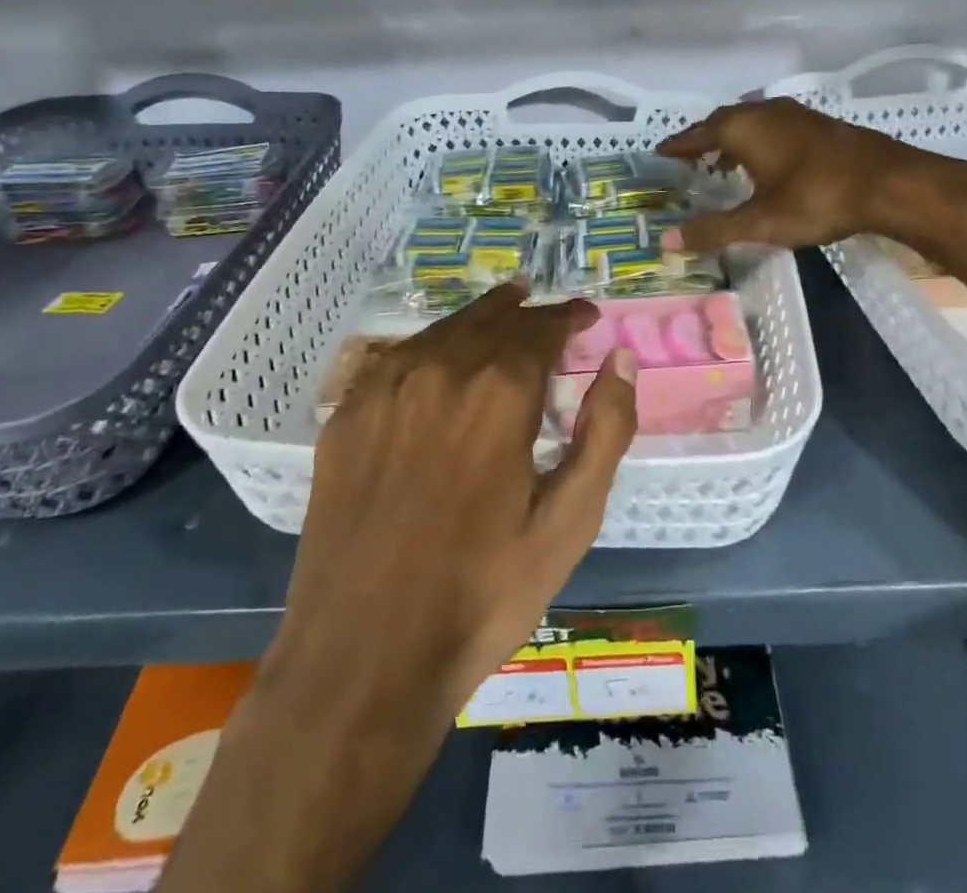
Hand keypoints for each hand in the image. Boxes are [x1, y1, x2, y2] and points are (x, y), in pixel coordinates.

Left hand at [159, 285, 635, 892]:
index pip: (542, 329)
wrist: (364, 659)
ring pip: (441, 332)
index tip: (586, 315)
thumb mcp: (569, 521)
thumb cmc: (483, 594)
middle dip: (525, 310)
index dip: (568, 317)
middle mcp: (440, 372)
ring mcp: (384, 391)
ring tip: (499, 312)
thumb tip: (620, 360)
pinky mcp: (346, 418)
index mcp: (499, 393)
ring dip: (477, 319)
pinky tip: (434, 354)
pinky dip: (427, 345)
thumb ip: (604, 431)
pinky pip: (395, 359)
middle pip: (491, 320)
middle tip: (545, 307)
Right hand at [657, 97, 966, 253]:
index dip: (679, 144)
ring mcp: (796, 115)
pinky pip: (775, 126)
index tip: (661, 152)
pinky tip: (768, 162)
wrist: (889, 182)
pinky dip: (760, 140)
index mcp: (744, 128)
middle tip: (689, 157)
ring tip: (724, 161)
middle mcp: (766, 112)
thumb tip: (666, 241)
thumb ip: (714, 230)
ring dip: (734, 138)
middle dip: (705, 138)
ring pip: (752, 121)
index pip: (699, 133)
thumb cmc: (817, 198)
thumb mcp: (760, 221)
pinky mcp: (820, 125)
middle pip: (724, 121)